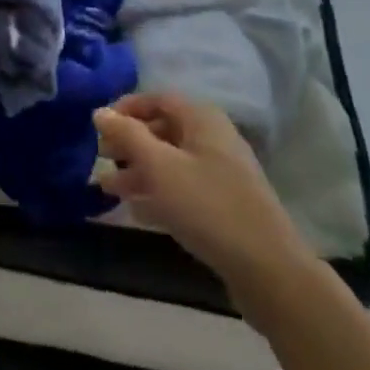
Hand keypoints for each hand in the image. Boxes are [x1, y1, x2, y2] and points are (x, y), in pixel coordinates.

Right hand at [94, 92, 310, 290]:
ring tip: (107, 188)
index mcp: (201, 119)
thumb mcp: (159, 166)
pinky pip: (183, 189)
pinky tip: (135, 211)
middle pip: (163, 130)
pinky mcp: (224, 206)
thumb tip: (99, 111)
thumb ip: (127, 135)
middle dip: (129, 143)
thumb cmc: (208, 206)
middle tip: (100, 158)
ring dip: (138, 172)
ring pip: (171, 163)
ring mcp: (221, 174)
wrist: (270, 271)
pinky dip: (158, 194)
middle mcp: (212, 138)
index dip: (126, 108)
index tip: (99, 127)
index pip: (157, 99)